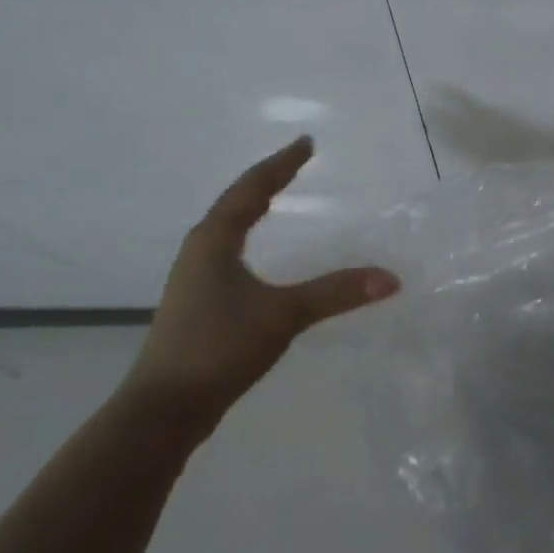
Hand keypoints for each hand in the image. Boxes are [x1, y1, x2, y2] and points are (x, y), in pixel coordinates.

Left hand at [122, 136, 398, 439]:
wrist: (163, 410)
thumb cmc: (219, 347)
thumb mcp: (283, 314)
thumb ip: (336, 293)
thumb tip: (390, 278)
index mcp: (214, 239)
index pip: (252, 188)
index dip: (281, 164)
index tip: (306, 143)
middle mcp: (200, 250)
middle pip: (236, 203)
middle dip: (267, 181)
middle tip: (296, 164)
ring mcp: (194, 278)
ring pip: (227, 229)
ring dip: (253, 209)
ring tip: (276, 200)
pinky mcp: (197, 303)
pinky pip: (227, 253)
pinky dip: (248, 238)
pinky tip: (258, 256)